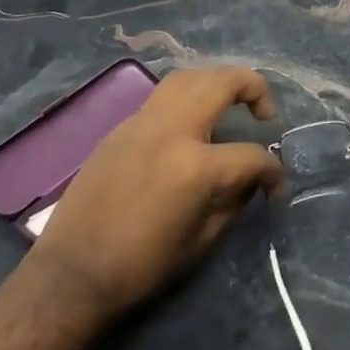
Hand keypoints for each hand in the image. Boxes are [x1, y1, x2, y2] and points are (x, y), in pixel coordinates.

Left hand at [24, 67, 282, 325]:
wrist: (72, 273)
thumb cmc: (142, 266)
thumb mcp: (202, 240)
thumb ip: (235, 200)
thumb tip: (252, 180)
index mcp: (194, 166)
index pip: (251, 155)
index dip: (273, 172)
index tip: (276, 187)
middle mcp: (171, 131)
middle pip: (222, 82)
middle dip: (254, 88)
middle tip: (265, 112)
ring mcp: (142, 123)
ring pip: (188, 77)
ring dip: (217, 82)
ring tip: (230, 104)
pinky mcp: (121, 128)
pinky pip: (162, 98)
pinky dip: (187, 100)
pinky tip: (192, 125)